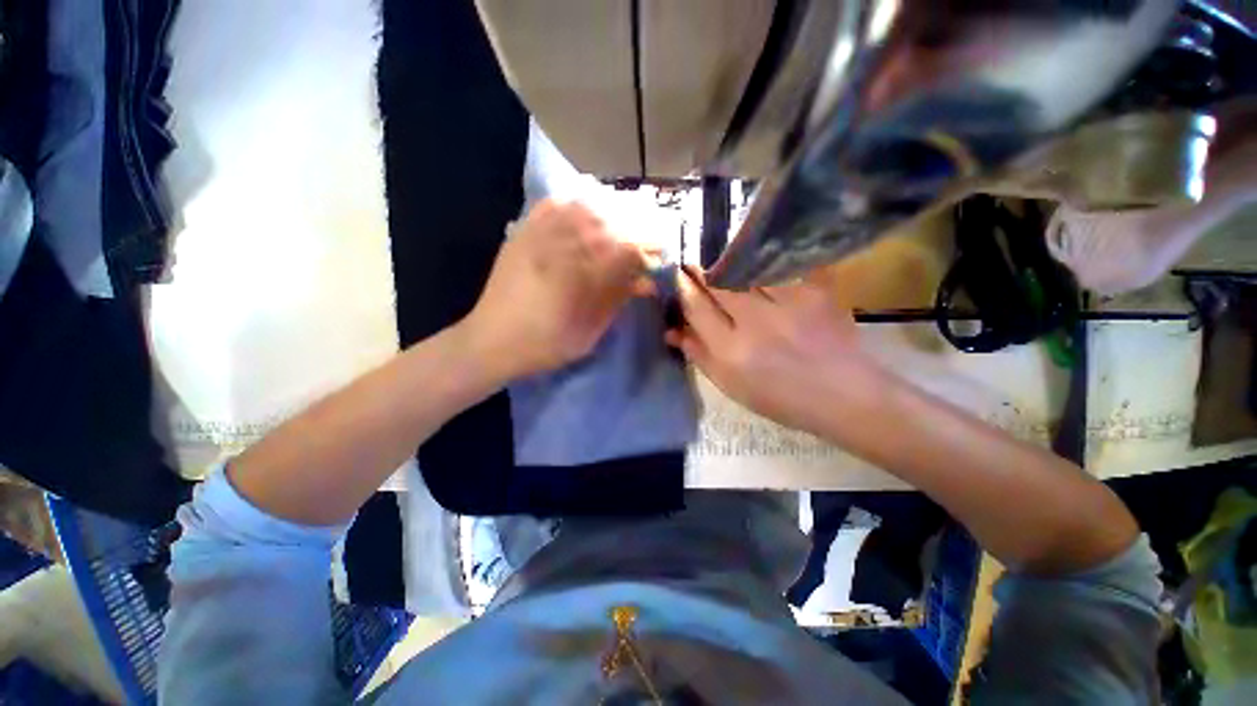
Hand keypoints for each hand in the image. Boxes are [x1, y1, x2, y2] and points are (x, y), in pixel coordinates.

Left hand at [463, 199, 652, 380]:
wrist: (491, 341)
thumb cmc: (545, 345)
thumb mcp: (589, 332)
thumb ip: (617, 301)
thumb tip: (645, 282)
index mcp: (582, 275)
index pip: (627, 250)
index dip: (648, 252)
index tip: (658, 257)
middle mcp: (563, 246)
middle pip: (610, 223)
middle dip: (635, 229)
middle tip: (646, 239)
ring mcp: (540, 235)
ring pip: (584, 208)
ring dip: (609, 213)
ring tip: (621, 224)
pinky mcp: (523, 233)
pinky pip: (552, 205)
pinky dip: (574, 202)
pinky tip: (586, 209)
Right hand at [668, 269, 878, 433]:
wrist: (843, 395)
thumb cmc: (780, 399)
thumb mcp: (731, 386)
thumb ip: (699, 356)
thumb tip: (672, 331)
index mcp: (731, 351)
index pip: (696, 308)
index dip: (682, 287)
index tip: (676, 274)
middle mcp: (754, 323)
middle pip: (718, 283)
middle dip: (700, 270)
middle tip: (692, 264)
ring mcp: (786, 304)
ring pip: (745, 272)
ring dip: (727, 267)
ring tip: (722, 266)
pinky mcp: (812, 292)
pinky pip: (778, 271)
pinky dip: (763, 268)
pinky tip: (758, 269)